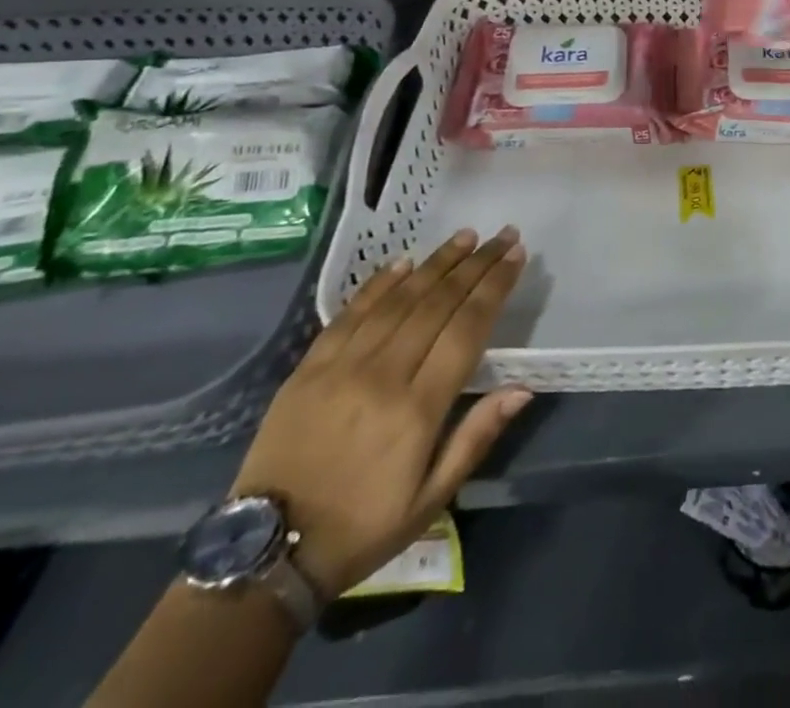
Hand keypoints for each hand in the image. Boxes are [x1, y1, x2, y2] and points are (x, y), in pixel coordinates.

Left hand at [230, 227, 532, 598]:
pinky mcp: (309, 368)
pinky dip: (380, 283)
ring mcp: (342, 367)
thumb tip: (522, 389)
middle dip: (476, 264)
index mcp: (418, 409)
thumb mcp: (431, 498)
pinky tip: (404, 262)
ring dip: (436, 263)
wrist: (267, 554)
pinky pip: (351, 313)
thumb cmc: (364, 527)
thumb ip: (476, 437)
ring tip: (465, 237)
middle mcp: (383, 376)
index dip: (495, 286)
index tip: (516, 255)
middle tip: (501, 235)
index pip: (468, 328)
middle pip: (439, 303)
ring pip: (399, 299)